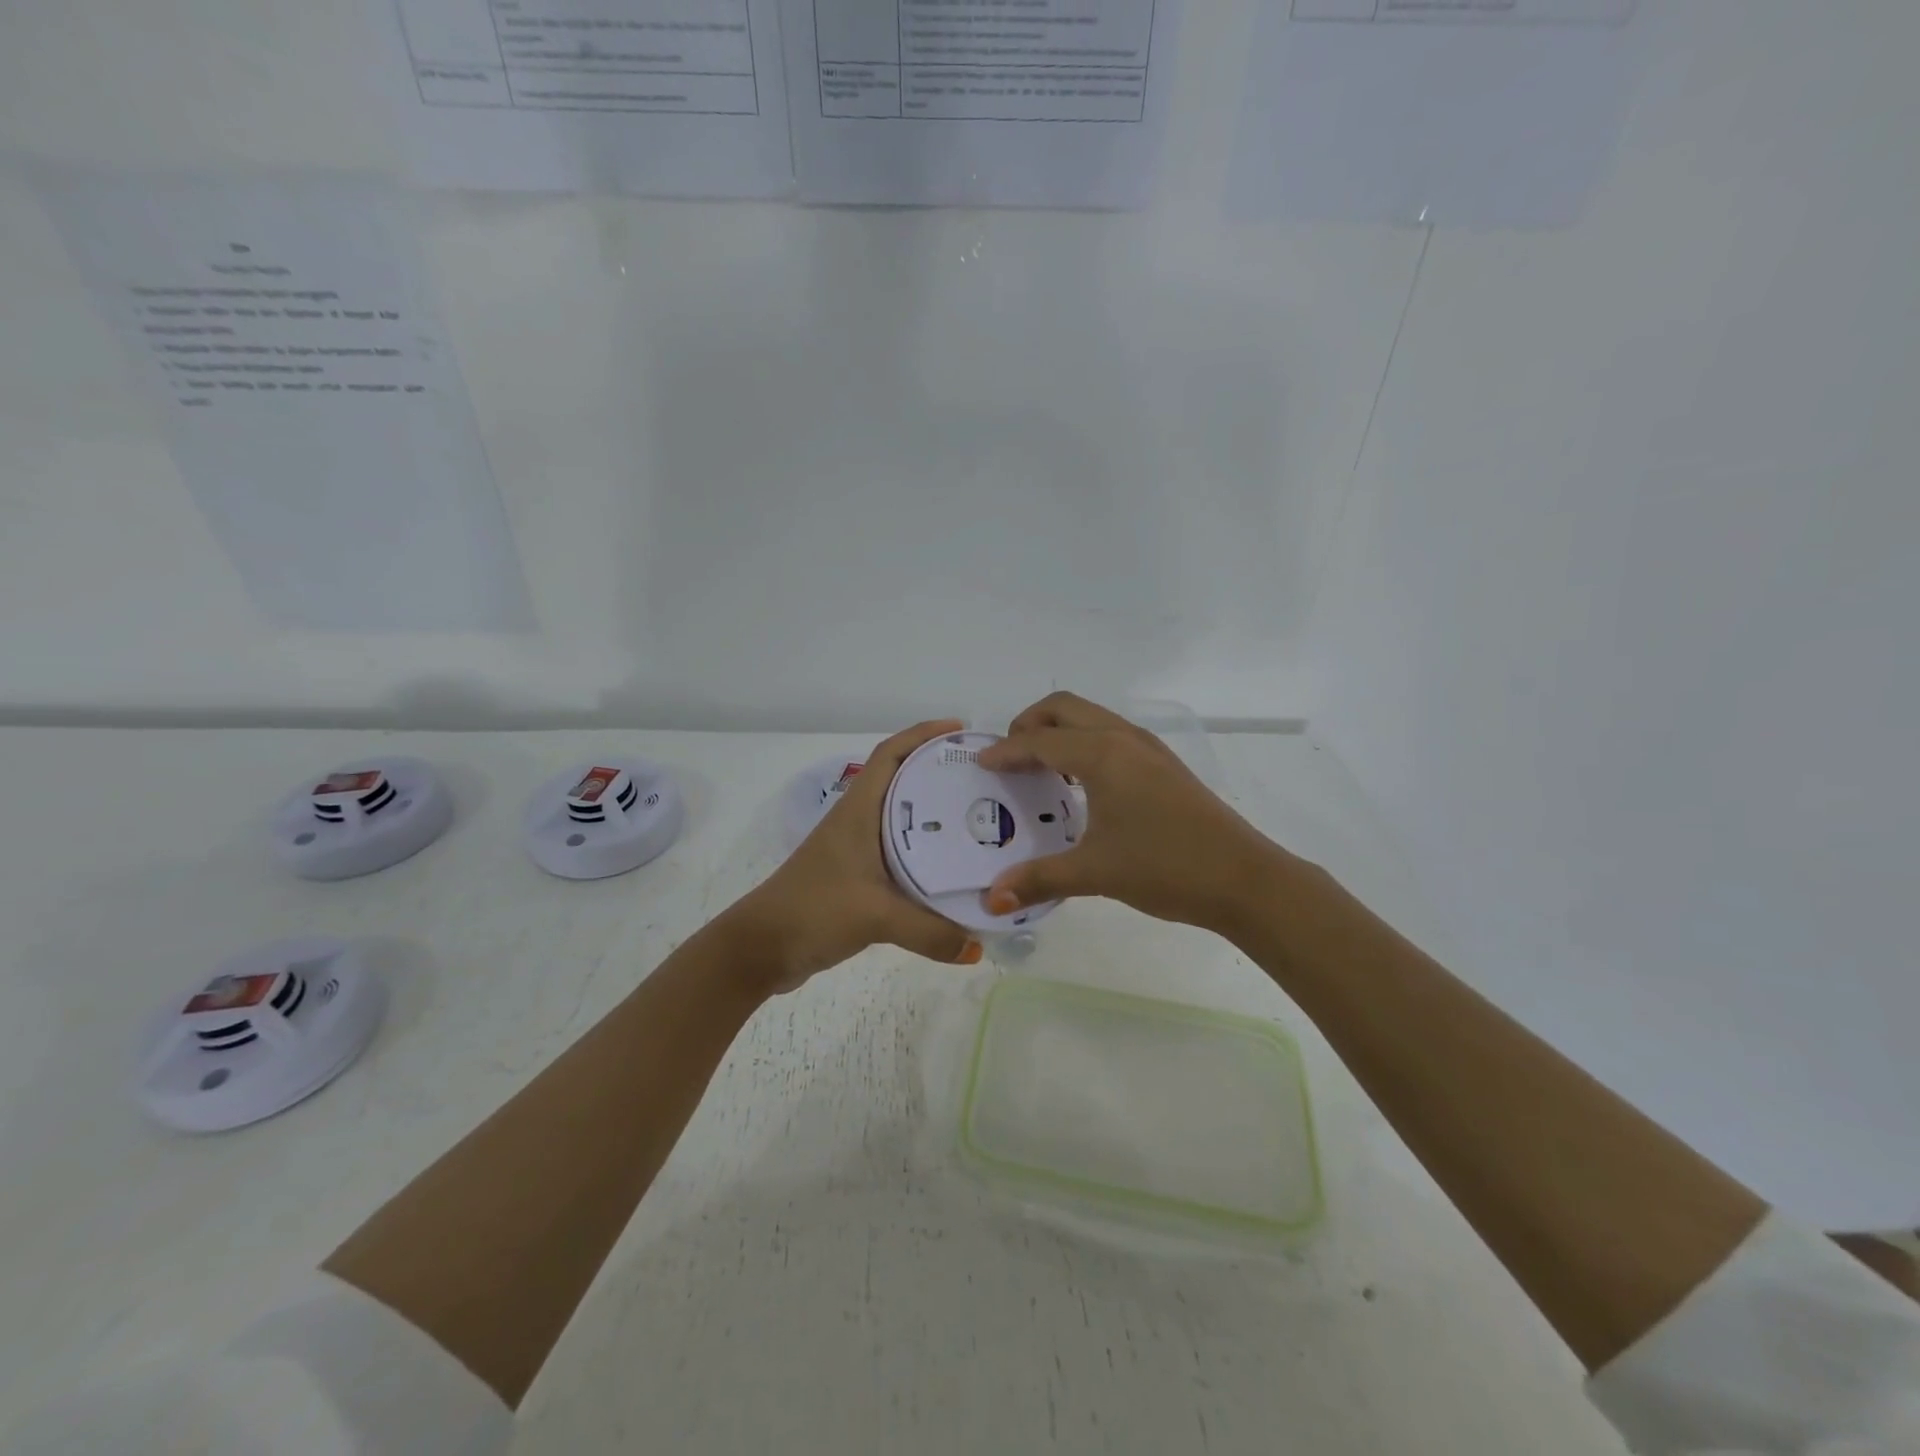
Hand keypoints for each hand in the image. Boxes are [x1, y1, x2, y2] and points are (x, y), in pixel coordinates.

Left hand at [728, 720, 983, 992]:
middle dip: (941, 774)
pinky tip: (951, 870)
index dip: (923, 734)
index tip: (960, 731)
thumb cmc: (814, 909)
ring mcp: (856, 850)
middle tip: (983, 780)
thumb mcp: (875, 916)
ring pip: (904, 820)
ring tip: (978, 820)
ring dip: (936, 816)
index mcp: (859, 810)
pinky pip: (901, 855)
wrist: (763, 947)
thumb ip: (930, 932)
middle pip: (904, 783)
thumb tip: (977, 947)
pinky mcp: (857, 879)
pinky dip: (926, 855)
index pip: (890, 754)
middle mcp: (859, 822)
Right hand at [976, 693, 1282, 934]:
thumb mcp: (1096, 872)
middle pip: (1064, 707)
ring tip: (1038, 768)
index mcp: (1102, 754)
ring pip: (1091, 717)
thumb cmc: (1166, 867)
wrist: (1245, 879)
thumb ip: (1039, 878)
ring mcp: (1148, 748)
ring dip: (1059, 731)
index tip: (980, 766)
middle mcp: (1123, 738)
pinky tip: (1080, 783)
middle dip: (1029, 723)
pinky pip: (1110, 734)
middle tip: (1009, 758)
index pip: (1039, 740)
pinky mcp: (1163, 764)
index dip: (1005, 751)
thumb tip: (992, 899)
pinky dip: (1083, 743)